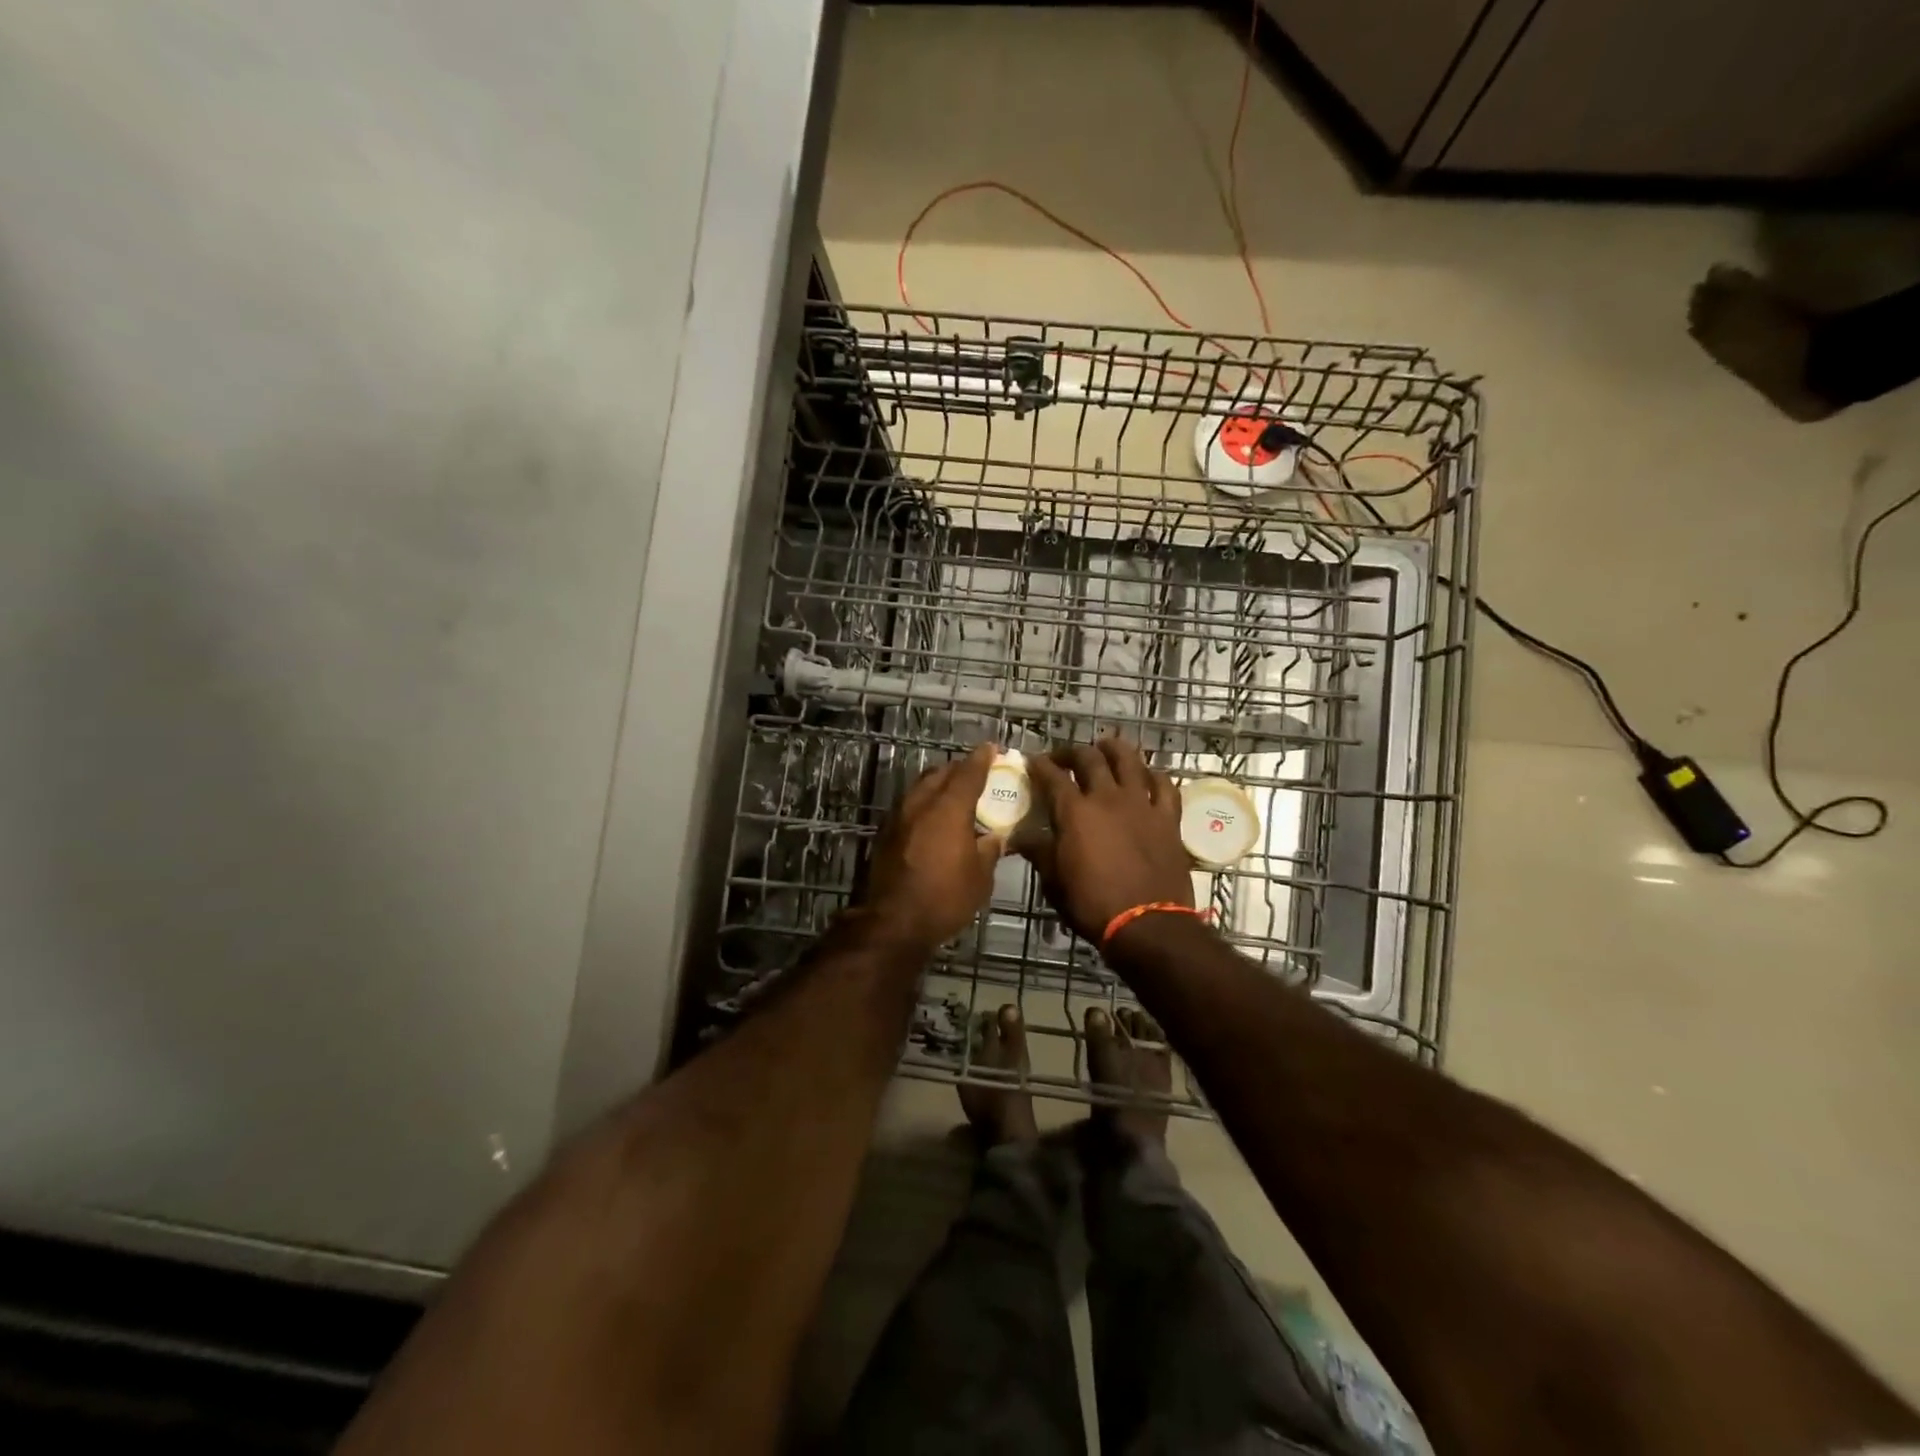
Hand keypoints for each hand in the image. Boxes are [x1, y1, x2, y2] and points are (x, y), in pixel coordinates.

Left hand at [860, 744, 1003, 948]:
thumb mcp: (981, 877)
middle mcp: (921, 803)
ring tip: (954, 795)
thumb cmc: (945, 898)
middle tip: (976, 774)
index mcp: (949, 808)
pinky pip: (909, 805)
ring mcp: (898, 816)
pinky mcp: (885, 832)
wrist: (892, 922)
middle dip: (960, 769)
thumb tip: (995, 836)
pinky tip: (932, 819)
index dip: (982, 758)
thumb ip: (989, 849)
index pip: (969, 772)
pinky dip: (924, 803)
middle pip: (941, 773)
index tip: (992, 748)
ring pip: (921, 787)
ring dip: (939, 785)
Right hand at [1024, 738, 1193, 945]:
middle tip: (1064, 757)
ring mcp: (1141, 804)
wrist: (1147, 923)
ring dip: (1114, 749)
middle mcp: (1107, 797)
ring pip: (1129, 760)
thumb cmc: (1093, 904)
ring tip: (1106, 747)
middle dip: (1072, 752)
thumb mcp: (1054, 881)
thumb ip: (1039, 851)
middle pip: (1089, 758)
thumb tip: (1020, 836)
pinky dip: (1153, 775)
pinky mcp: (1168, 818)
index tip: (1033, 762)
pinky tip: (1147, 776)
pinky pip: (1164, 785)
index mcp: (1075, 811)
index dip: (1040, 765)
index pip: (1052, 776)